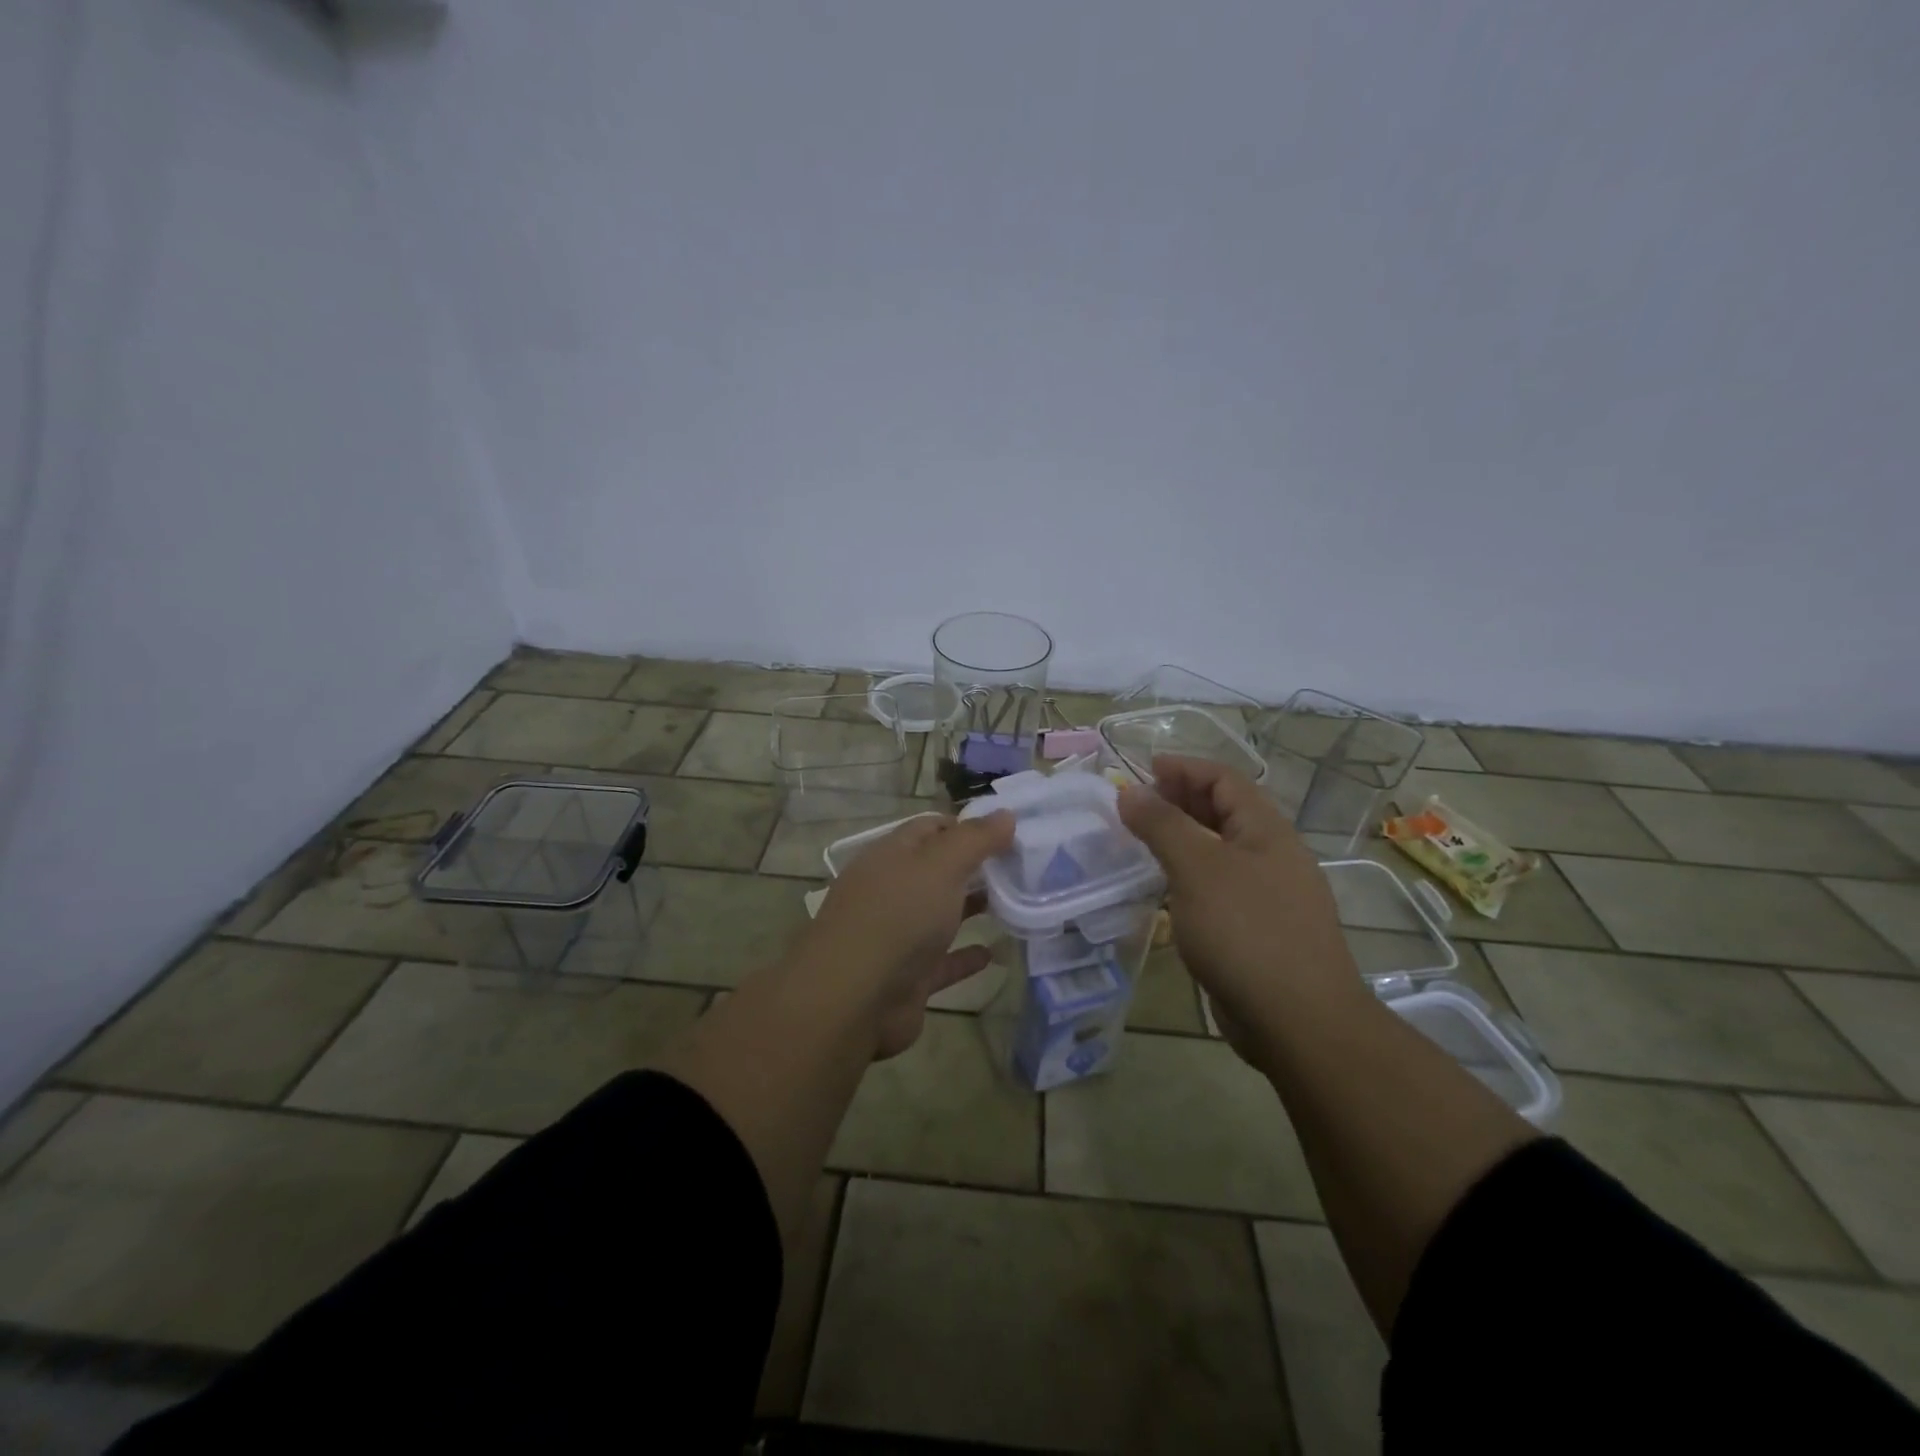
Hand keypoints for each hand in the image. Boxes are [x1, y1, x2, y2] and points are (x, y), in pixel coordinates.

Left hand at [802, 811, 1014, 1058]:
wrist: (853, 1000)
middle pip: (936, 870)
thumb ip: (974, 839)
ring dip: (971, 908)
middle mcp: (890, 891)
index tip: (1008, 831)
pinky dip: (966, 956)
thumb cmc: (897, 917)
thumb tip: (1006, 814)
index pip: (930, 828)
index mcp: (891, 856)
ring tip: (1016, 903)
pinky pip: (943, 962)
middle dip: (973, 866)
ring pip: (939, 915)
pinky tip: (994, 954)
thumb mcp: (940, 865)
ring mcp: (897, 936)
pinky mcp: (908, 978)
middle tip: (1021, 866)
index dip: (967, 826)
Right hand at [1117, 755, 1365, 1060]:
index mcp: (1267, 831)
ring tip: (1143, 842)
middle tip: (1137, 805)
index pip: (1225, 780)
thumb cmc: (1246, 931)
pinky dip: (1190, 877)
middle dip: (1181, 800)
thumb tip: (1130, 791)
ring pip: (1220, 852)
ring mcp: (1269, 895)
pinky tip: (1166, 891)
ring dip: (1183, 840)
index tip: (1143, 769)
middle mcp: (1272, 856)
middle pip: (1224, 812)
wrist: (1298, 1020)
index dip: (1185, 768)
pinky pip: (1219, 888)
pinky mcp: (1258, 931)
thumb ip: (1162, 825)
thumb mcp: (1197, 869)